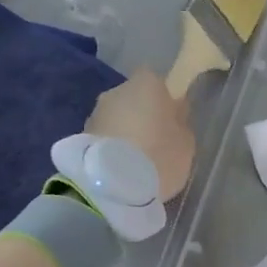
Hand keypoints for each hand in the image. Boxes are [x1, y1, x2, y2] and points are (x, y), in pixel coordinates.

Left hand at [89, 68, 194, 200]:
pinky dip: (111, 147)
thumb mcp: (186, 142)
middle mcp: (116, 91)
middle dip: (141, 115)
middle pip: (132, 99)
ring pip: (116, 118)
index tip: (170, 119)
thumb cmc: (159, 155)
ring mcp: (95, 113)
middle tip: (154, 142)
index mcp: (146, 84)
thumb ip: (180, 123)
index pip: (155, 81)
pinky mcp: (80, 137)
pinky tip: (120, 168)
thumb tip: (173, 115)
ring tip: (136, 160)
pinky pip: (104, 137)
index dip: (163, 99)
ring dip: (124, 133)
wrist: (113, 185)